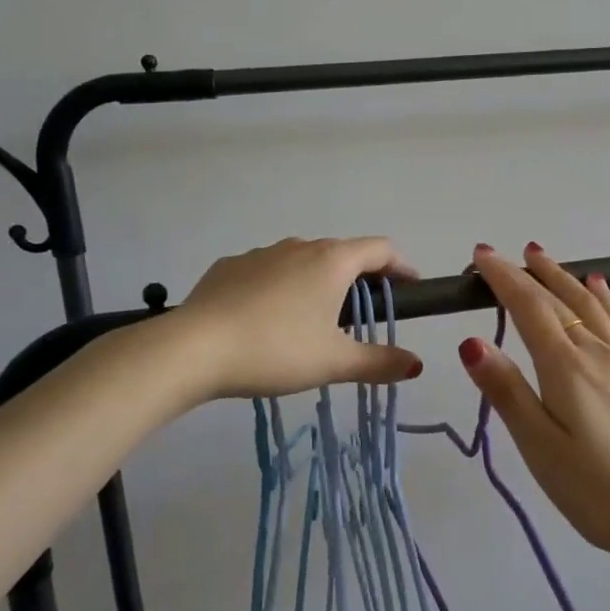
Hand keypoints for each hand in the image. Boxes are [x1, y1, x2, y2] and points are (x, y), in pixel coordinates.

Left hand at [175, 237, 423, 399]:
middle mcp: (300, 246)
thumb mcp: (334, 362)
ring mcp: (261, 253)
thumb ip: (379, 362)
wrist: (193, 348)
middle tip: (365, 313)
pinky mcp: (229, 266)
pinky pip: (267, 271)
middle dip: (360, 278)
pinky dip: (280, 287)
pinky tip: (267, 319)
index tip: (410, 288)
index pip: (381, 249)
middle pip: (342, 253)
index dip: (401, 266)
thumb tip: (416, 364)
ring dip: (318, 281)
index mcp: (332, 261)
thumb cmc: (276, 349)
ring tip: (314, 319)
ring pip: (303, 261)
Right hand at [458, 244, 609, 562]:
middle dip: (528, 273)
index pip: (529, 307)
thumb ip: (507, 391)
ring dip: (563, 276)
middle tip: (503, 254)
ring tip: (542, 257)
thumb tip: (471, 341)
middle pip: (559, 299)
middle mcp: (596, 350)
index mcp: (565, 365)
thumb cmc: (595, 488)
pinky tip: (600, 287)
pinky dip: (604, 297)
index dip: (504, 278)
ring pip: (590, 303)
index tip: (481, 255)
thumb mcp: (539, 446)